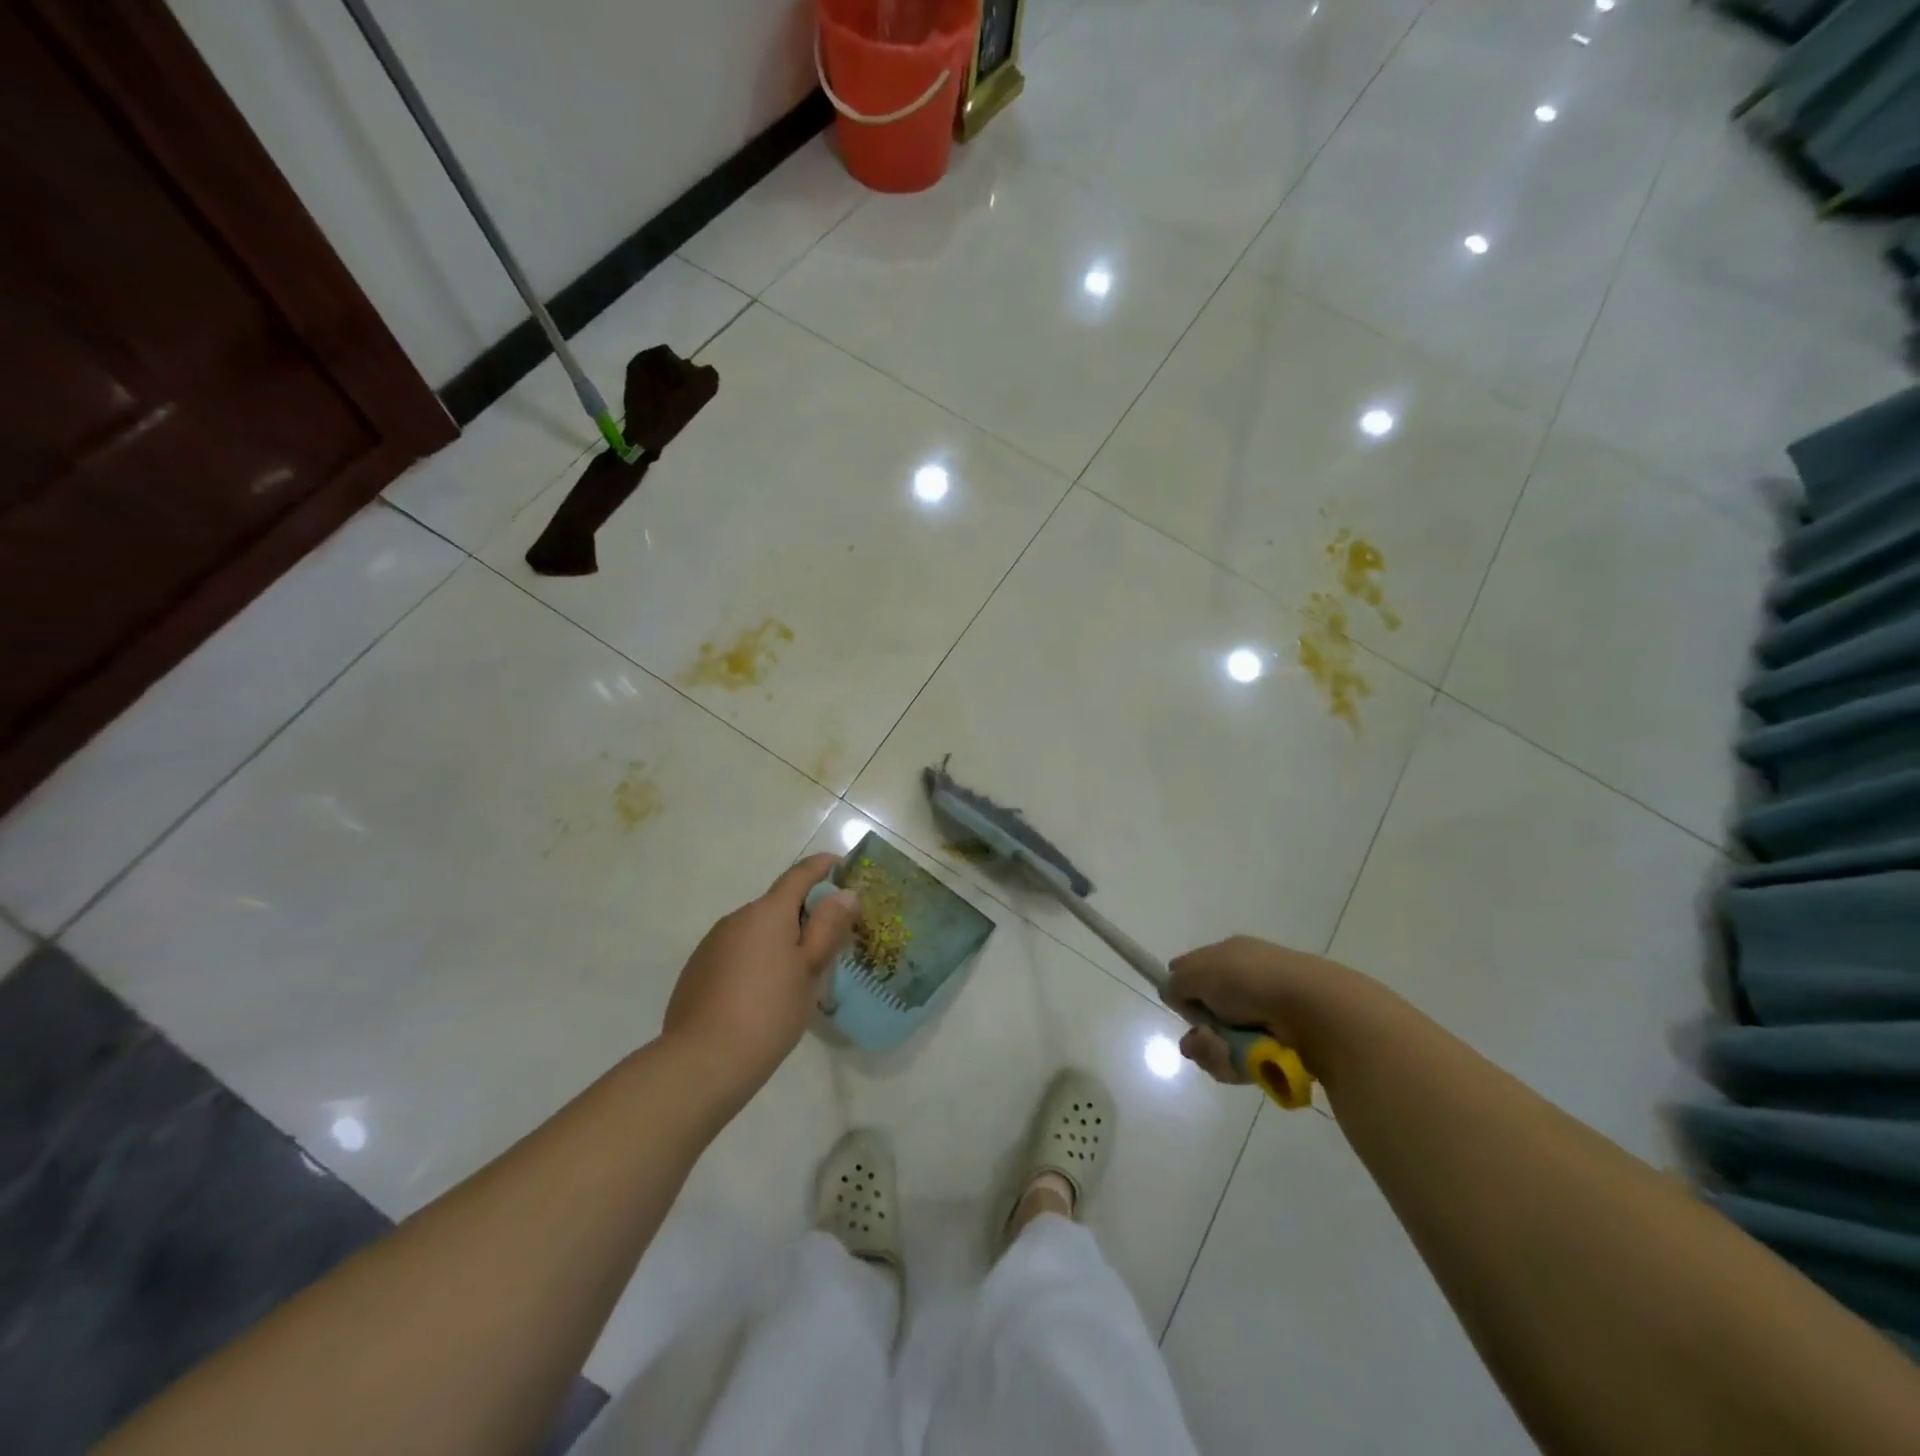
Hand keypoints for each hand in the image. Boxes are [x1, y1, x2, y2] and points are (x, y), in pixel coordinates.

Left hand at [663, 854, 858, 1100]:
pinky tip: (761, 994)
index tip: (843, 865)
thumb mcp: (810, 969)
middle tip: (829, 940)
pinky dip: (755, 959)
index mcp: (767, 912)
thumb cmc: (769, 1012)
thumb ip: (828, 926)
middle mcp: (737, 918)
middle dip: (804, 913)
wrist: (703, 1062)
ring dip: (778, 939)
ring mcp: (712, 943)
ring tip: (797, 975)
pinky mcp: (697, 969)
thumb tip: (843, 893)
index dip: (823, 866)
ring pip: (756, 930)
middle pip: (778, 904)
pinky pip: (736, 951)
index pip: (800, 874)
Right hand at [1167, 936, 1354, 1084]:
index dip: (1182, 989)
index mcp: (1231, 956)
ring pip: (1222, 1043)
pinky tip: (1244, 1064)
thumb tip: (1172, 992)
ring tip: (1226, 1054)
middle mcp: (1247, 983)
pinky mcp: (1280, 1048)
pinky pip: (1245, 1062)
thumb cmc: (1251, 981)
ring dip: (1215, 1052)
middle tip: (1204, 1039)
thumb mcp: (1200, 972)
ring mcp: (1265, 1016)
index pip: (1194, 970)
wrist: (1314, 1010)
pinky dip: (1238, 1065)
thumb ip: (1177, 983)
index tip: (1180, 1005)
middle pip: (1206, 1014)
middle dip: (1199, 1031)